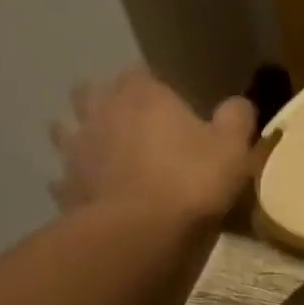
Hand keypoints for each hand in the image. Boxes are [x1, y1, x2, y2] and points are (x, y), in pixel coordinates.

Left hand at [50, 70, 255, 224]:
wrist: (140, 231)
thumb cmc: (191, 181)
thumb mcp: (233, 149)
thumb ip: (237, 119)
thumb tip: (239, 103)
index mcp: (142, 93)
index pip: (142, 73)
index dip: (156, 89)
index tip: (171, 107)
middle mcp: (100, 109)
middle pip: (93, 92)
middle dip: (108, 103)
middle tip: (133, 126)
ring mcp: (75, 147)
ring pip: (67, 129)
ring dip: (83, 137)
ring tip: (106, 156)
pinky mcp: (64, 184)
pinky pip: (65, 176)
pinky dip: (76, 181)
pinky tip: (94, 193)